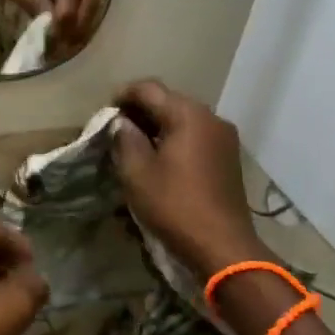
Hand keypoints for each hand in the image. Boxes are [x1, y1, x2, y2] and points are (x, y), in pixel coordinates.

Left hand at [0, 0, 102, 51]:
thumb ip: (32, 0)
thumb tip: (51, 25)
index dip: (65, 16)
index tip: (54, 38)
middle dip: (79, 24)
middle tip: (64, 47)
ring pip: (94, 2)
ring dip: (83, 24)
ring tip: (68, 45)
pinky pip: (89, 2)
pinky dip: (82, 20)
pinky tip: (70, 36)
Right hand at [112, 80, 263, 277]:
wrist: (223, 246)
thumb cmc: (174, 205)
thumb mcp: (137, 172)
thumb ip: (125, 139)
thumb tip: (122, 122)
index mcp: (188, 115)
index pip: (149, 89)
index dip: (123, 95)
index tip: (105, 112)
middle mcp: (211, 117)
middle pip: (169, 100)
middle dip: (141, 110)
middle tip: (117, 128)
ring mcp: (224, 137)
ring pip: (183, 118)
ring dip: (158, 124)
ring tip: (136, 143)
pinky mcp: (229, 156)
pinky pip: (196, 134)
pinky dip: (175, 137)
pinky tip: (161, 156)